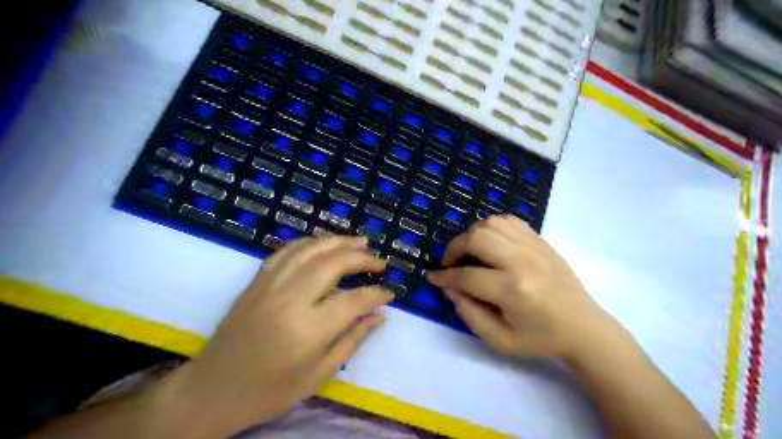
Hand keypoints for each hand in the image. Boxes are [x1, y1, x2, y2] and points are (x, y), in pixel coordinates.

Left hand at [168, 237, 393, 438]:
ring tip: (359, 242)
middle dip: (362, 258)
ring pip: (310, 249)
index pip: (353, 300)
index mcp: (307, 330)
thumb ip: (352, 340)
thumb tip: (380, 316)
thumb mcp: (318, 375)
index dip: (376, 294)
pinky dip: (309, 243)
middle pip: (333, 263)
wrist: (212, 390)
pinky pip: (286, 251)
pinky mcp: (256, 281)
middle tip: (380, 261)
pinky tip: (324, 244)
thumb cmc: (269, 390)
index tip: (390, 293)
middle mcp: (289, 299)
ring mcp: (269, 285)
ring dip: (338, 242)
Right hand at [426, 214, 617, 361]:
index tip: (433, 277)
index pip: (466, 276)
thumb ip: (469, 314)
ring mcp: (534, 246)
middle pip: (476, 239)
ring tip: (468, 251)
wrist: (584, 328)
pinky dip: (491, 227)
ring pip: (491, 224)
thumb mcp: (499, 340)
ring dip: (471, 235)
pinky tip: (489, 242)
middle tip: (449, 263)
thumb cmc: (540, 339)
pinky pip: (509, 221)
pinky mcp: (541, 241)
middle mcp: (522, 261)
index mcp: (512, 290)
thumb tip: (449, 288)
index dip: (444, 277)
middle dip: (454, 249)